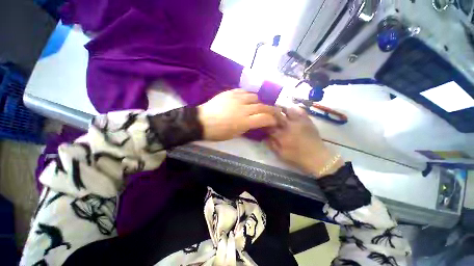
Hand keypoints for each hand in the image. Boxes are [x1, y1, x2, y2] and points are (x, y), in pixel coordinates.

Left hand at [198, 89, 276, 140]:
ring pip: (254, 96)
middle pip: (262, 106)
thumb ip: (248, 127)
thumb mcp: (235, 134)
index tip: (274, 121)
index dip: (272, 120)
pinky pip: (244, 91)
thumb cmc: (218, 132)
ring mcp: (236, 98)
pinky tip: (247, 99)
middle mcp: (243, 108)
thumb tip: (256, 122)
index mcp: (244, 122)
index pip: (264, 118)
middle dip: (271, 110)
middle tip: (273, 112)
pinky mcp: (229, 92)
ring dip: (258, 102)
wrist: (201, 121)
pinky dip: (248, 96)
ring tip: (257, 106)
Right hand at [267, 107, 342, 177]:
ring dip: (282, 108)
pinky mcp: (307, 120)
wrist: (316, 157)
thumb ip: (271, 144)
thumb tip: (264, 136)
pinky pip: (300, 110)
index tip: (261, 122)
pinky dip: (294, 108)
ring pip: (288, 109)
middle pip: (277, 114)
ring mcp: (299, 121)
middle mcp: (289, 125)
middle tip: (268, 111)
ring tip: (279, 108)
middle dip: (271, 112)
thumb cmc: (297, 157)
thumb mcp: (281, 154)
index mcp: (281, 135)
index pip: (269, 125)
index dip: (264, 122)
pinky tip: (291, 109)